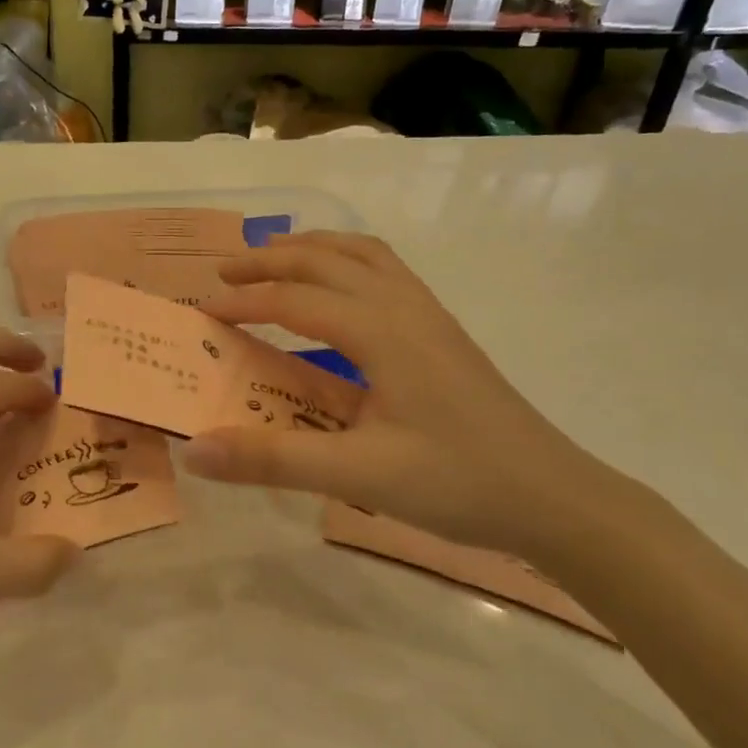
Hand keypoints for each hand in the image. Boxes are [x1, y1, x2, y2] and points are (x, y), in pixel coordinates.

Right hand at [185, 233, 638, 563]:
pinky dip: (347, 263)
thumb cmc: (458, 483)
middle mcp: (404, 308)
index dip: (245, 302)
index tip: (203, 314)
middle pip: (328, 259)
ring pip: (363, 255)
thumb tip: (193, 450)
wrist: (555, 498)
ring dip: (313, 250)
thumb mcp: (357, 476)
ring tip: (274, 262)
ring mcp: (430, 316)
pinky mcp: (443, 332)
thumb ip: (272, 458)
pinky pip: (387, 273)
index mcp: (382, 332)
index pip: (296, 300)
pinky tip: (339, 295)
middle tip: (225, 274)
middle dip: (271, 259)